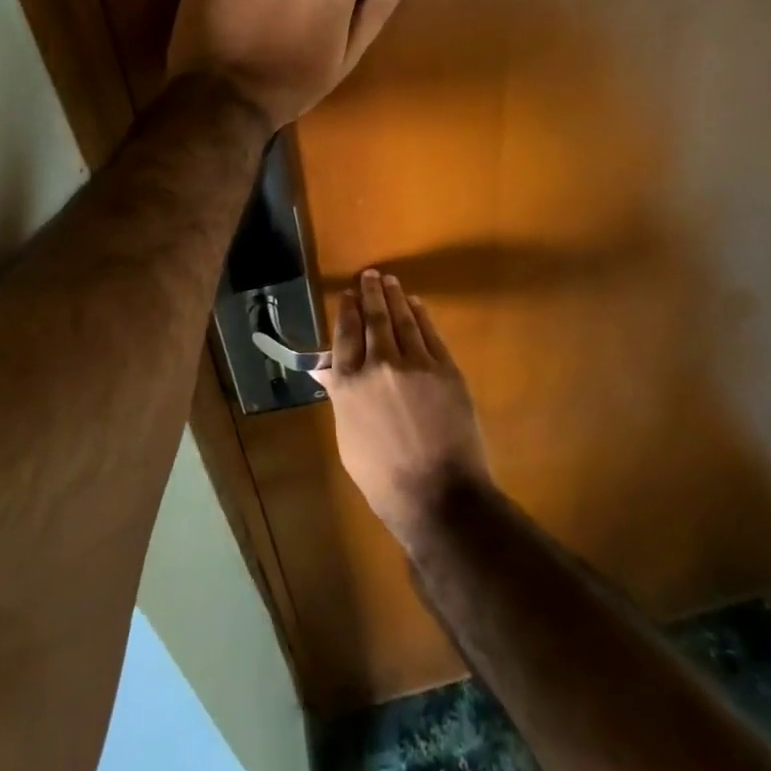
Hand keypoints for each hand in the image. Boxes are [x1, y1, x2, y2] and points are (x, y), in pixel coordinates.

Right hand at [313, 271, 491, 545]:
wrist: (438, 495)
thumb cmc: (384, 477)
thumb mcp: (348, 439)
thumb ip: (340, 397)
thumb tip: (326, 369)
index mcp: (349, 384)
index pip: (346, 334)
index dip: (347, 310)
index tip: (348, 294)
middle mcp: (378, 364)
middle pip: (373, 318)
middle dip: (370, 293)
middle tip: (369, 275)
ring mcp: (414, 363)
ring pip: (402, 318)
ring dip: (394, 295)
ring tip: (389, 280)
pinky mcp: (444, 368)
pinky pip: (429, 332)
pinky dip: (421, 314)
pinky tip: (416, 304)